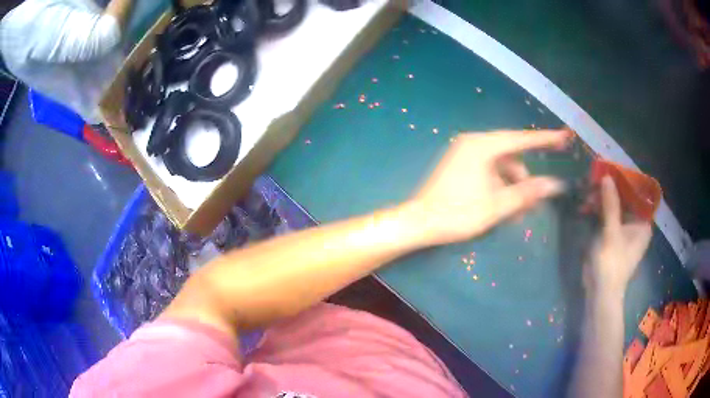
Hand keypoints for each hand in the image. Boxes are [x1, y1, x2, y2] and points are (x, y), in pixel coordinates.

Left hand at [404, 130, 569, 245]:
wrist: (419, 222)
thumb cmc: (457, 213)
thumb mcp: (497, 205)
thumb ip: (528, 193)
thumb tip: (555, 184)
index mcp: (482, 146)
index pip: (521, 139)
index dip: (546, 139)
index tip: (565, 137)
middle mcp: (474, 143)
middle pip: (511, 156)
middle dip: (525, 180)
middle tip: (534, 204)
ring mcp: (465, 153)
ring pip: (501, 167)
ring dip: (512, 188)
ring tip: (516, 215)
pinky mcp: (461, 164)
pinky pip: (489, 171)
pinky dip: (499, 187)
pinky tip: (504, 209)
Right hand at [584, 176, 651, 297]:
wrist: (600, 293)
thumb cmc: (611, 264)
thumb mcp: (611, 232)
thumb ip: (611, 204)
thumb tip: (606, 175)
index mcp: (643, 223)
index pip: (637, 193)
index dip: (624, 180)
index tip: (609, 170)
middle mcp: (636, 224)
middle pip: (625, 198)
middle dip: (609, 190)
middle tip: (592, 182)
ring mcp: (624, 230)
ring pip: (614, 206)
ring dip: (601, 200)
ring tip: (585, 195)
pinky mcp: (613, 236)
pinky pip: (607, 216)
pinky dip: (598, 210)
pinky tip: (586, 207)